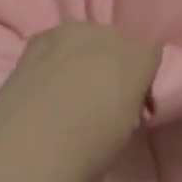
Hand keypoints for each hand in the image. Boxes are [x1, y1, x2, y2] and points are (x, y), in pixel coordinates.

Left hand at [0, 22, 162, 181]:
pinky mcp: (40, 37)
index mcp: (141, 57)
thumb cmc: (88, 150)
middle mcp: (112, 34)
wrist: (30, 149)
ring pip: (85, 37)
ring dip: (81, 55)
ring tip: (65, 87)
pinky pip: (54, 41)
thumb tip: (118, 100)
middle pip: (118, 41)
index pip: (150, 56)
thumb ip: (128, 101)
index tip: (129, 102)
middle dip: (110, 62)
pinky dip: (51, 56)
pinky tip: (41, 82)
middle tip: (96, 95)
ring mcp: (74, 31)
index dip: (140, 79)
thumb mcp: (125, 128)